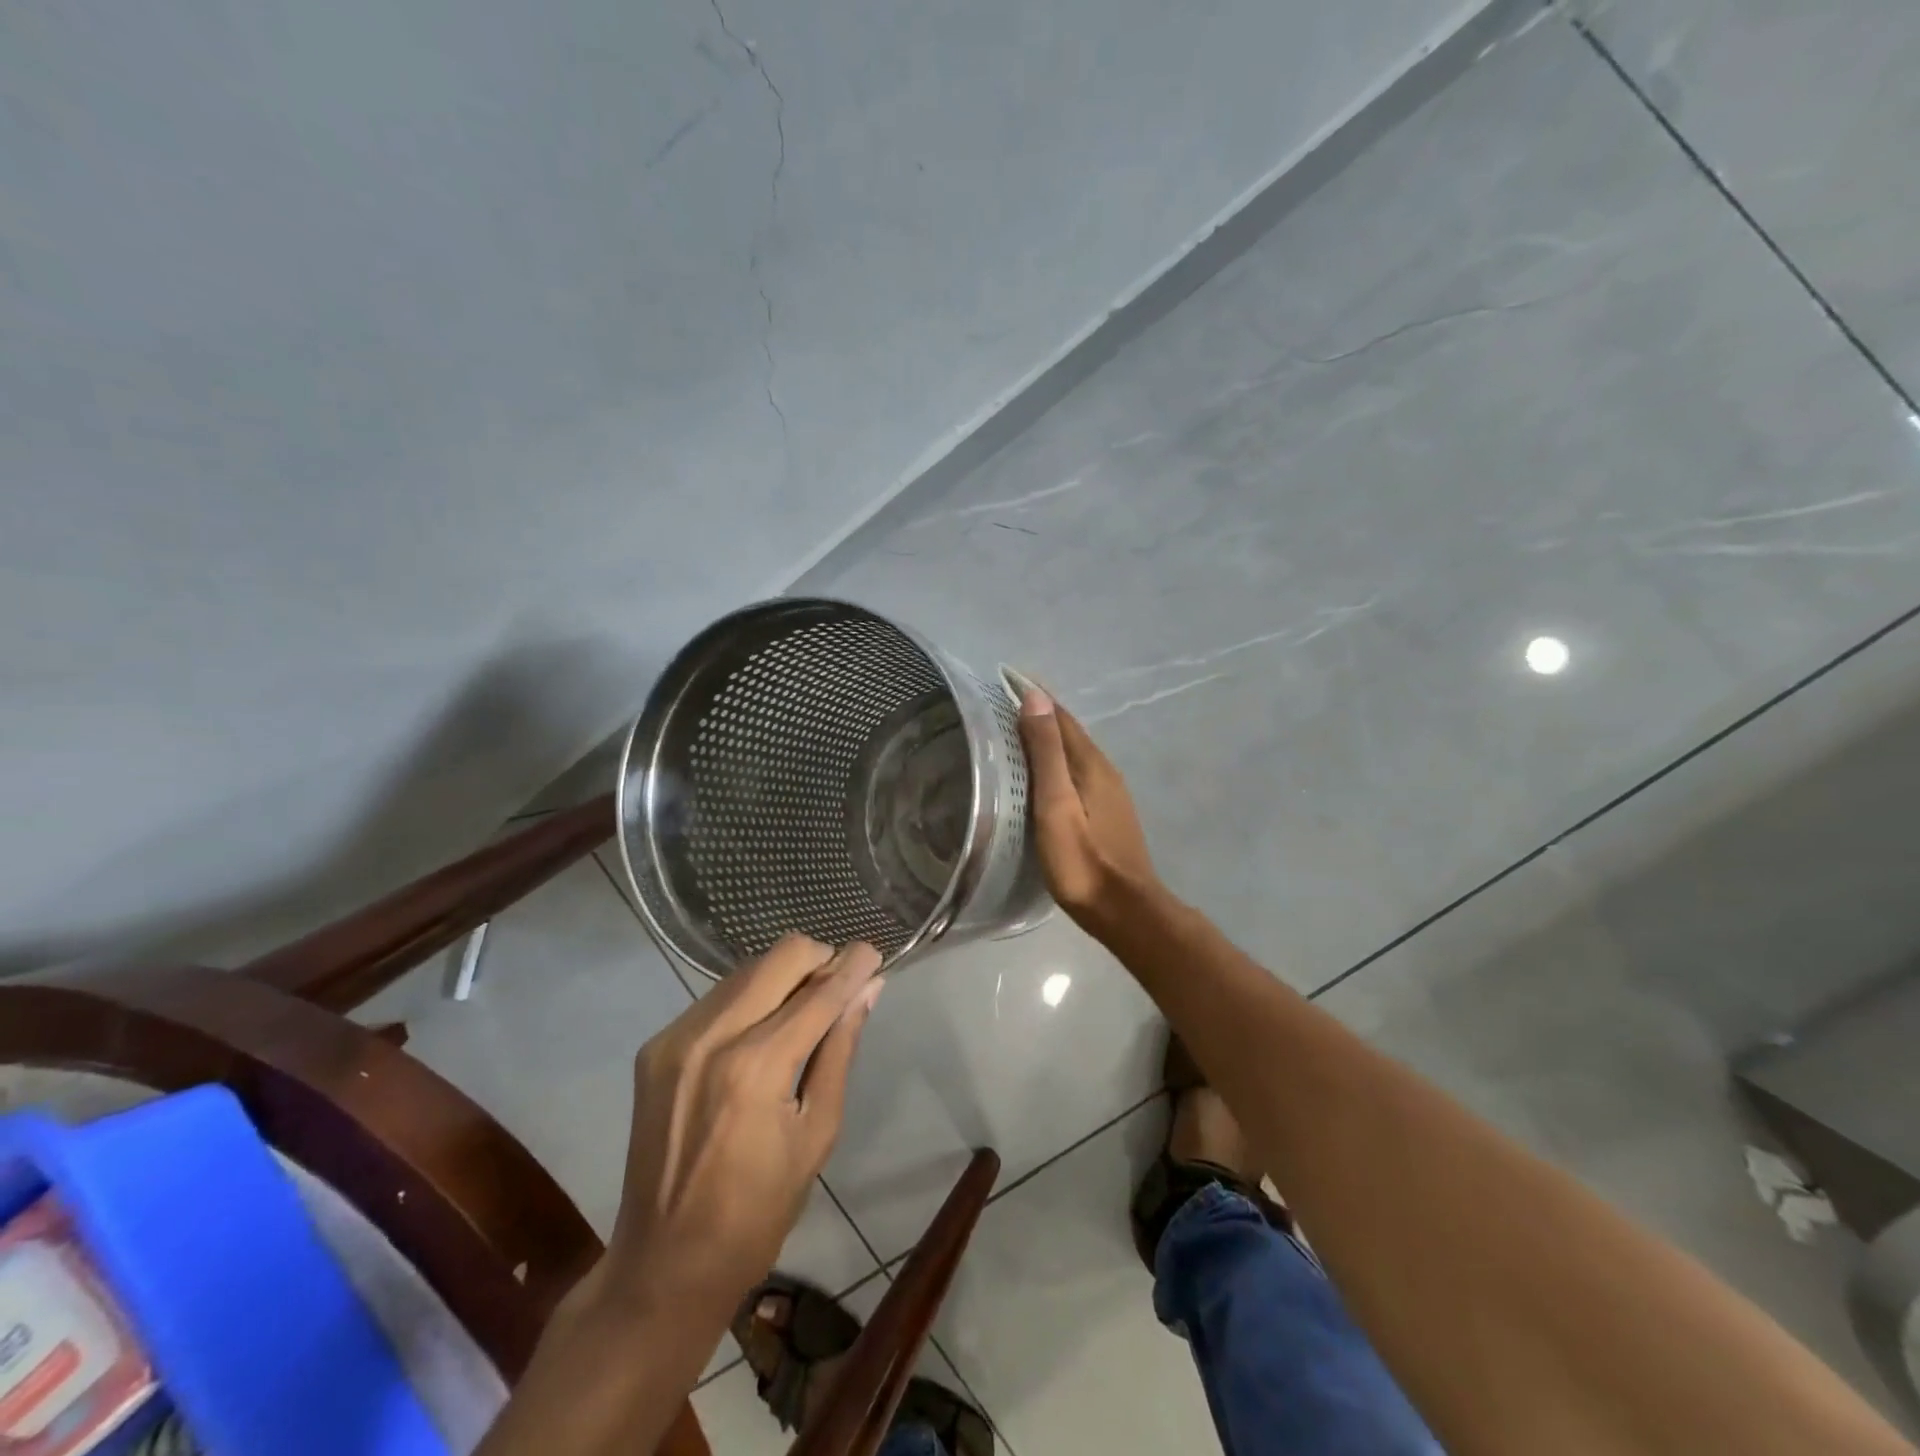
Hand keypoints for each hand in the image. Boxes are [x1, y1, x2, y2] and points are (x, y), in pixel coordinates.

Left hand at [605, 935, 883, 1308]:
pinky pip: (717, 997)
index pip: (820, 991)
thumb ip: (840, 1048)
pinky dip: (749, 999)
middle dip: (819, 960)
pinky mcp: (655, 1046)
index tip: (874, 954)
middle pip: (780, 956)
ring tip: (802, 1012)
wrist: (665, 1264)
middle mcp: (713, 1036)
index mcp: (758, 1066)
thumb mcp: (818, 1131)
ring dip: (784, 977)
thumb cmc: (759, 1210)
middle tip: (839, 987)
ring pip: (748, 969)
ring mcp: (676, 1037)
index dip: (853, 965)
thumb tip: (869, 988)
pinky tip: (760, 1033)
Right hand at [1016, 682, 1160, 936]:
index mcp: (1090, 763)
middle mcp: (1104, 770)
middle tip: (1001, 704)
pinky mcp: (1107, 813)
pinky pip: (1077, 773)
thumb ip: (1046, 752)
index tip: (1005, 678)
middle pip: (1068, 731)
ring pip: (1074, 753)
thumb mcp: (1056, 804)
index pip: (1060, 716)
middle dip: (1039, 712)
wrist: (1124, 910)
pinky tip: (1041, 775)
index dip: (1035, 695)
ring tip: (1014, 734)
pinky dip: (1056, 763)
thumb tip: (1036, 698)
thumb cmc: (1082, 860)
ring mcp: (1109, 792)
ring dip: (1047, 738)